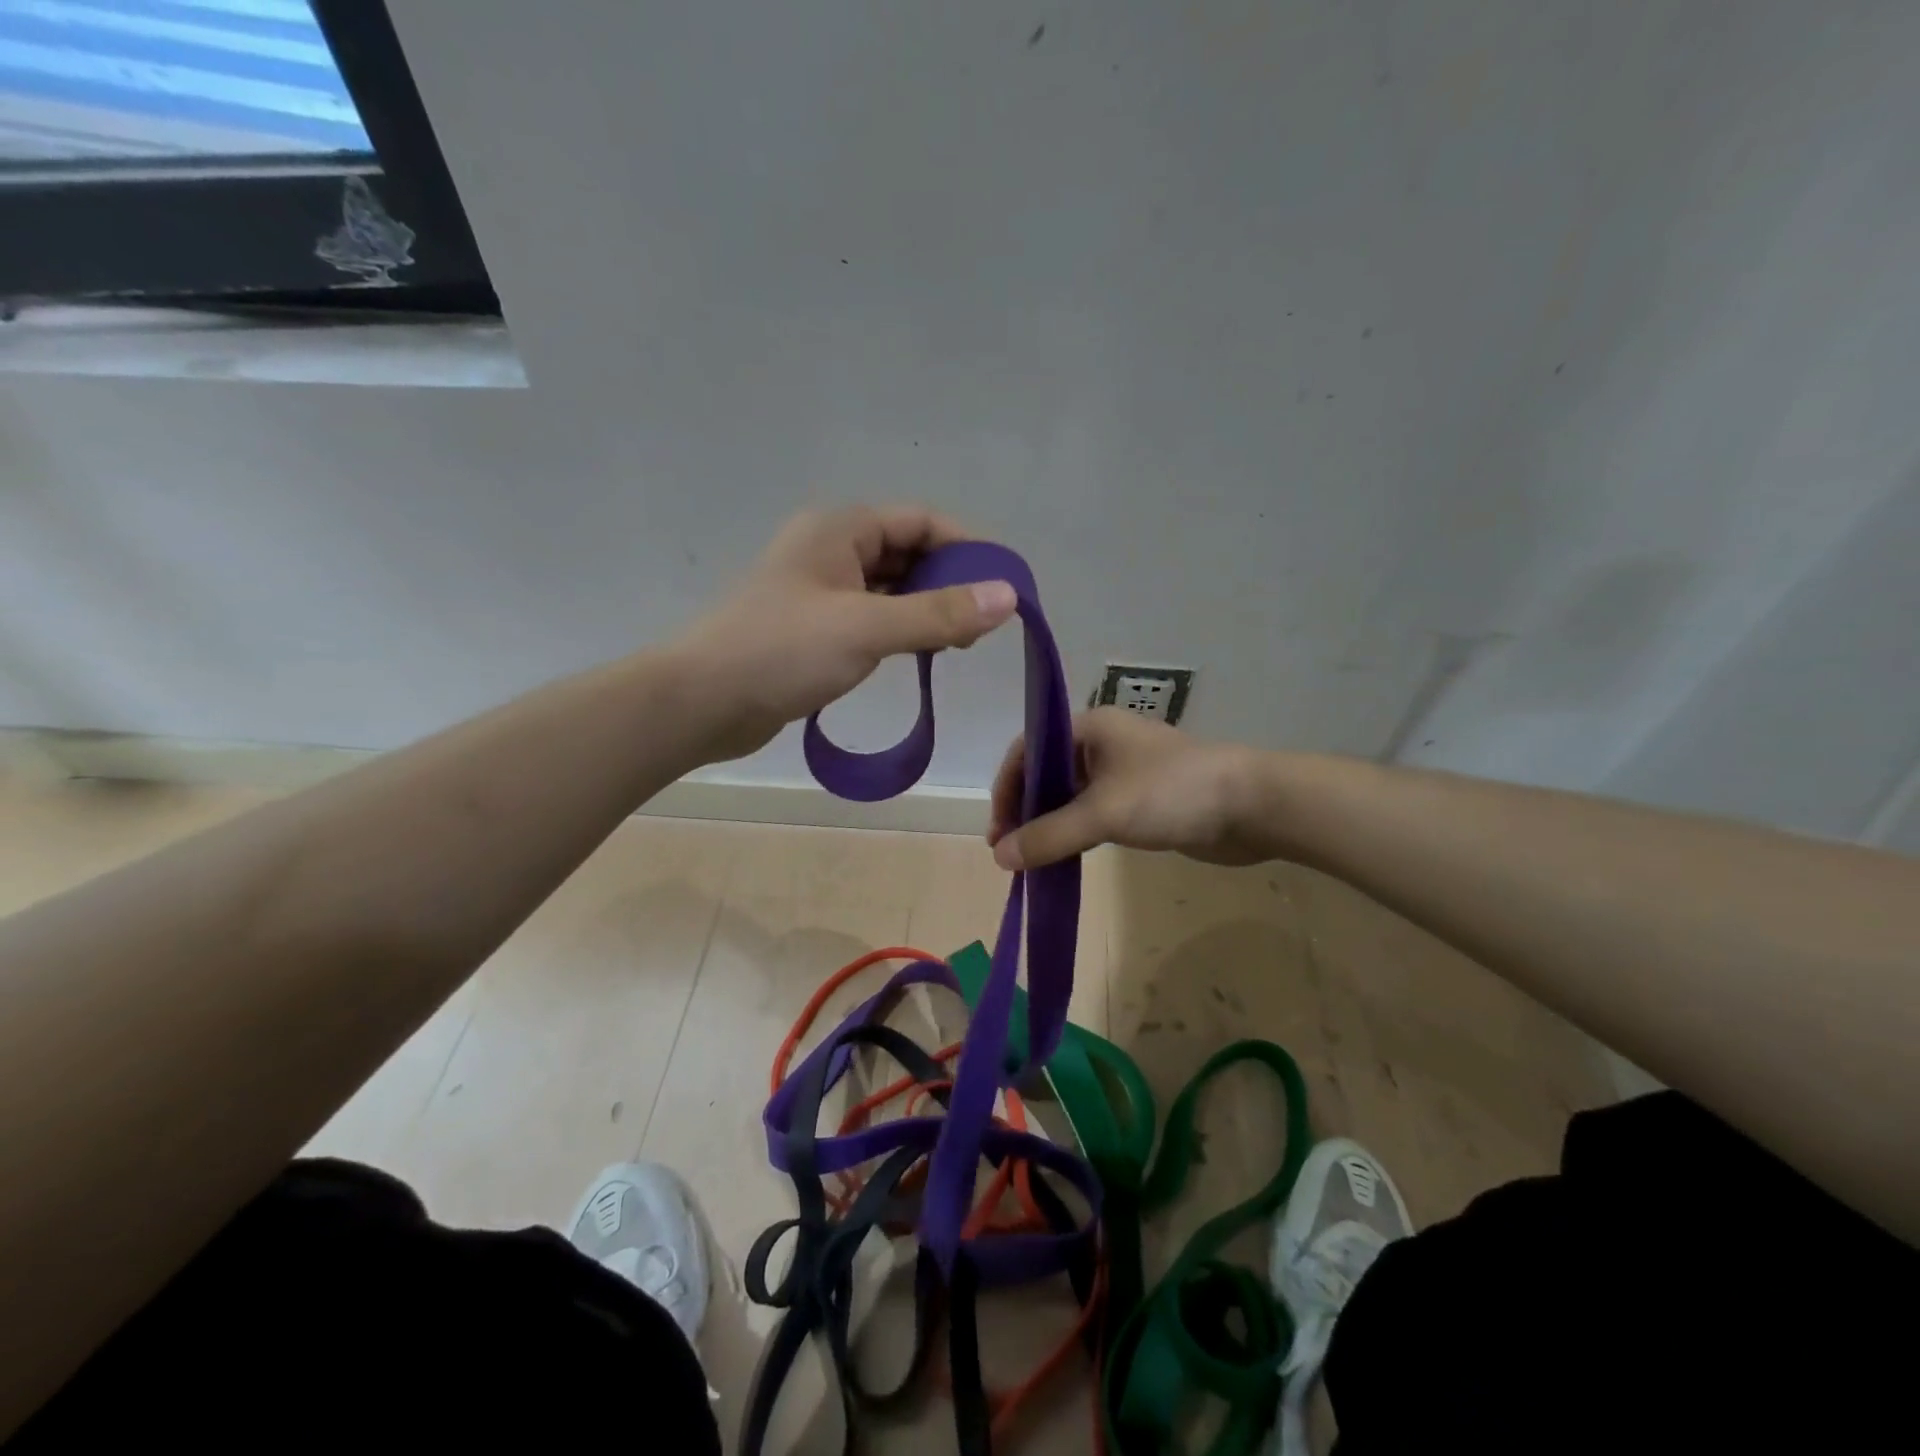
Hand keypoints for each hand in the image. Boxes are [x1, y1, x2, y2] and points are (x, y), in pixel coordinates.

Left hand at [677, 505, 1017, 762]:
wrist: (702, 702)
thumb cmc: (782, 652)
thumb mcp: (867, 628)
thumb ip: (939, 613)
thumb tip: (1008, 597)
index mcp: (840, 530)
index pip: (920, 521)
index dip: (967, 547)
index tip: (1004, 583)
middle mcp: (830, 551)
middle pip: (907, 552)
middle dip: (949, 581)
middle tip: (984, 623)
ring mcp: (820, 591)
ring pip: (890, 588)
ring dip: (926, 608)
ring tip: (961, 643)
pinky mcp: (814, 629)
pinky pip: (871, 617)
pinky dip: (900, 629)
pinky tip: (920, 654)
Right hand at [988, 708, 1266, 869]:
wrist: (1252, 807)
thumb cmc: (1172, 793)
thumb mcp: (1103, 813)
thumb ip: (1049, 835)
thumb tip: (999, 857)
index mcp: (1089, 728)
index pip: (1029, 751)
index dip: (1007, 789)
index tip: (998, 832)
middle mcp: (1102, 744)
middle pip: (1046, 774)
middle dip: (1025, 810)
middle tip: (1011, 852)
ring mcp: (1124, 772)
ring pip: (1070, 797)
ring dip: (1049, 825)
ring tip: (1031, 860)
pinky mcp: (1142, 800)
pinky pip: (1095, 814)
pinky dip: (1075, 834)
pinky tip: (1065, 858)